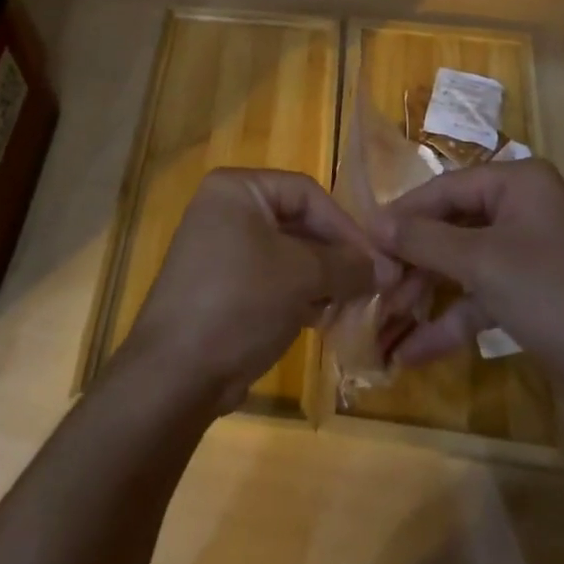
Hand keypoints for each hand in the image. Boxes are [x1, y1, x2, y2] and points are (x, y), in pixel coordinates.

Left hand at [121, 169, 394, 415]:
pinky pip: (271, 279)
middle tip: (370, 285)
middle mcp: (226, 210)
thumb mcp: (300, 276)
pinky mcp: (222, 288)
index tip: (376, 260)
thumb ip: (346, 265)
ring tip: (351, 306)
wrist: (175, 374)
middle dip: (335, 256)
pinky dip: (299, 295)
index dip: (344, 225)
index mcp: (237, 189)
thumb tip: (387, 268)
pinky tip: (323, 319)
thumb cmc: (240, 301)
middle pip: (297, 222)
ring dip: (321, 278)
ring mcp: (221, 250)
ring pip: (287, 254)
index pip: (305, 192)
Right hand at [370, 160, 563, 421]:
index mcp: (517, 182)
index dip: (402, 216)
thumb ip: (424, 240)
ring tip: (385, 322)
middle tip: (375, 288)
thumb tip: (373, 223)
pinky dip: (451, 320)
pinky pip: (480, 296)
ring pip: (461, 264)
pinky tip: (413, 351)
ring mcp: (526, 252)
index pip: (443, 189)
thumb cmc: (556, 296)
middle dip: (412, 262)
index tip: (362, 243)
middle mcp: (521, 208)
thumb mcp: (483, 264)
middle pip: (450, 227)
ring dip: (425, 293)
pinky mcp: (530, 293)